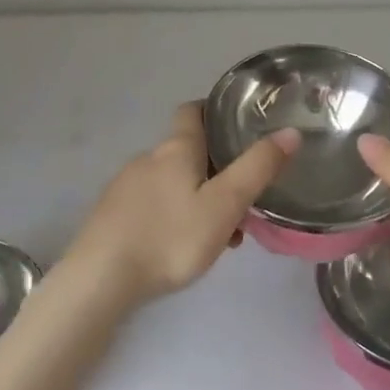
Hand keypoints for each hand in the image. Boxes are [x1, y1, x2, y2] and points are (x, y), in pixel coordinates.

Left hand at [66, 103, 298, 306]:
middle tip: (242, 202)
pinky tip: (181, 249)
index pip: (193, 111)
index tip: (237, 125)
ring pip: (173, 183)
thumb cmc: (169, 237)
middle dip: (216, 171)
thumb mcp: (224, 205)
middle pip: (188, 153)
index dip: (214, 112)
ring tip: (220, 238)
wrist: (99, 278)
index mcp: (176, 148)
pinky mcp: (113, 214)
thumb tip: (289, 132)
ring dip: (198, 200)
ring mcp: (126, 186)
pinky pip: (153, 205)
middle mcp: (148, 158)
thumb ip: (257, 169)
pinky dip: (174, 216)